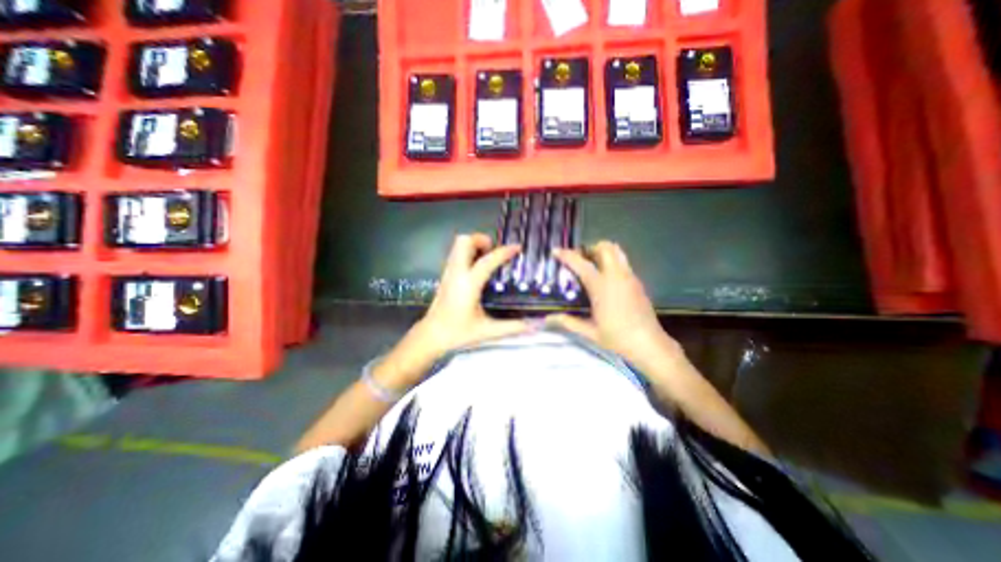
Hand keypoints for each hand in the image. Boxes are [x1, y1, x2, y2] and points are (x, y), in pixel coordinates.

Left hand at [375, 233, 529, 391]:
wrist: (431, 336)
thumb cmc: (457, 333)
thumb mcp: (487, 331)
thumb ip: (512, 327)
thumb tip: (535, 326)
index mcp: (468, 284)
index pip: (487, 261)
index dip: (503, 252)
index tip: (517, 247)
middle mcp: (457, 273)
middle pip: (464, 242)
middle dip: (481, 240)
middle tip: (494, 250)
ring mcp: (449, 273)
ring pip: (457, 246)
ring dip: (473, 244)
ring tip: (487, 256)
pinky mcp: (445, 276)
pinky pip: (456, 254)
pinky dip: (467, 252)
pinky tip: (477, 267)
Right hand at [545, 241, 684, 373]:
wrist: (649, 344)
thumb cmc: (617, 338)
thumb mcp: (589, 331)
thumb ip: (567, 322)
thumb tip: (548, 319)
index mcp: (601, 287)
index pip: (581, 264)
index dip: (567, 255)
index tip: (556, 251)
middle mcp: (616, 276)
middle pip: (605, 248)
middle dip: (590, 248)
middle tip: (580, 258)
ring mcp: (629, 277)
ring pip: (617, 251)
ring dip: (603, 251)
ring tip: (592, 264)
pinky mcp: (637, 282)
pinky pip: (623, 262)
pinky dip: (612, 261)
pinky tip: (606, 278)